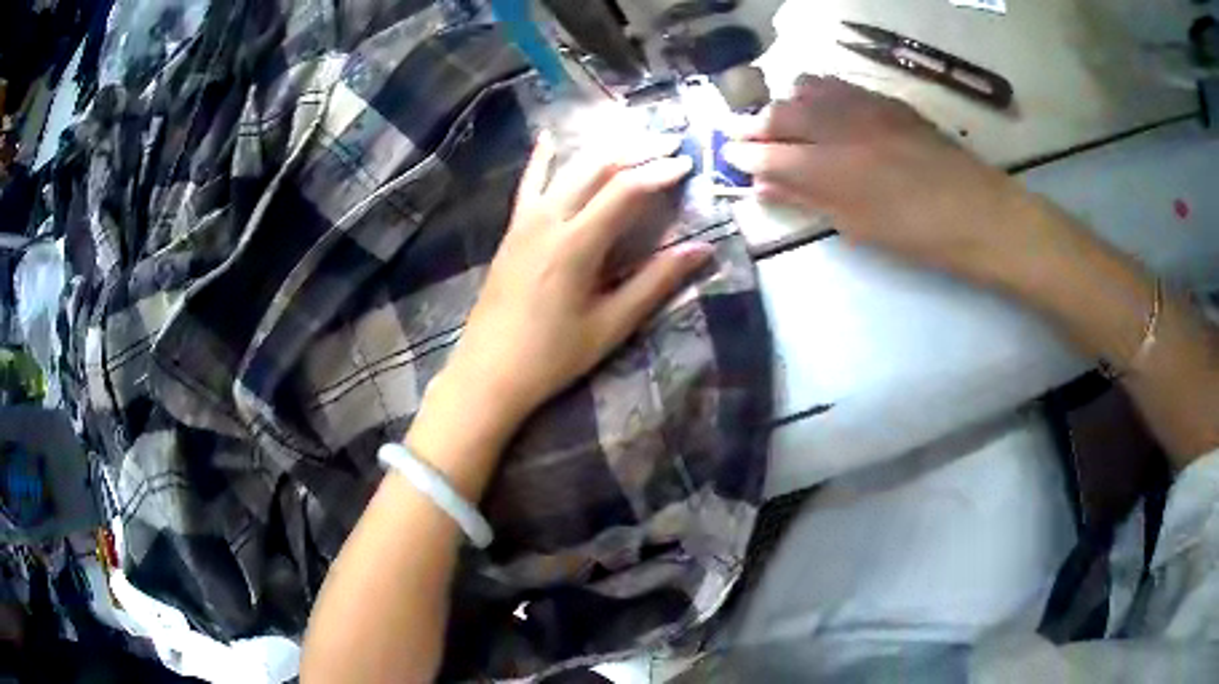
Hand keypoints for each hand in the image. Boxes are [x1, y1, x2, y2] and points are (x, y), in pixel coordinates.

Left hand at [432, 132, 711, 438]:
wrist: (488, 371)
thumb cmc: (552, 356)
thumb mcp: (611, 324)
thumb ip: (656, 282)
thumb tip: (702, 249)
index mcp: (576, 244)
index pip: (625, 190)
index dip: (659, 172)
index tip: (688, 163)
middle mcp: (549, 220)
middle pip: (597, 168)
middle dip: (636, 150)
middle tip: (670, 142)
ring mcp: (525, 221)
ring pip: (568, 169)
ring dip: (604, 150)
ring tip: (634, 139)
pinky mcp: (513, 230)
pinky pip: (530, 184)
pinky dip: (543, 159)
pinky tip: (549, 137)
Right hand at [723, 76, 1048, 285]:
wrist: (979, 213)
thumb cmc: (919, 236)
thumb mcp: (858, 227)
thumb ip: (808, 199)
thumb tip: (765, 183)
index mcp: (834, 171)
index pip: (771, 154)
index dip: (744, 154)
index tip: (728, 155)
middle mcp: (843, 128)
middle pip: (782, 114)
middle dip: (756, 124)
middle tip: (743, 134)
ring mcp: (866, 108)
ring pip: (807, 89)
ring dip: (786, 103)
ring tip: (784, 119)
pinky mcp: (887, 101)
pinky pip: (839, 85)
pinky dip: (818, 93)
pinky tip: (820, 105)